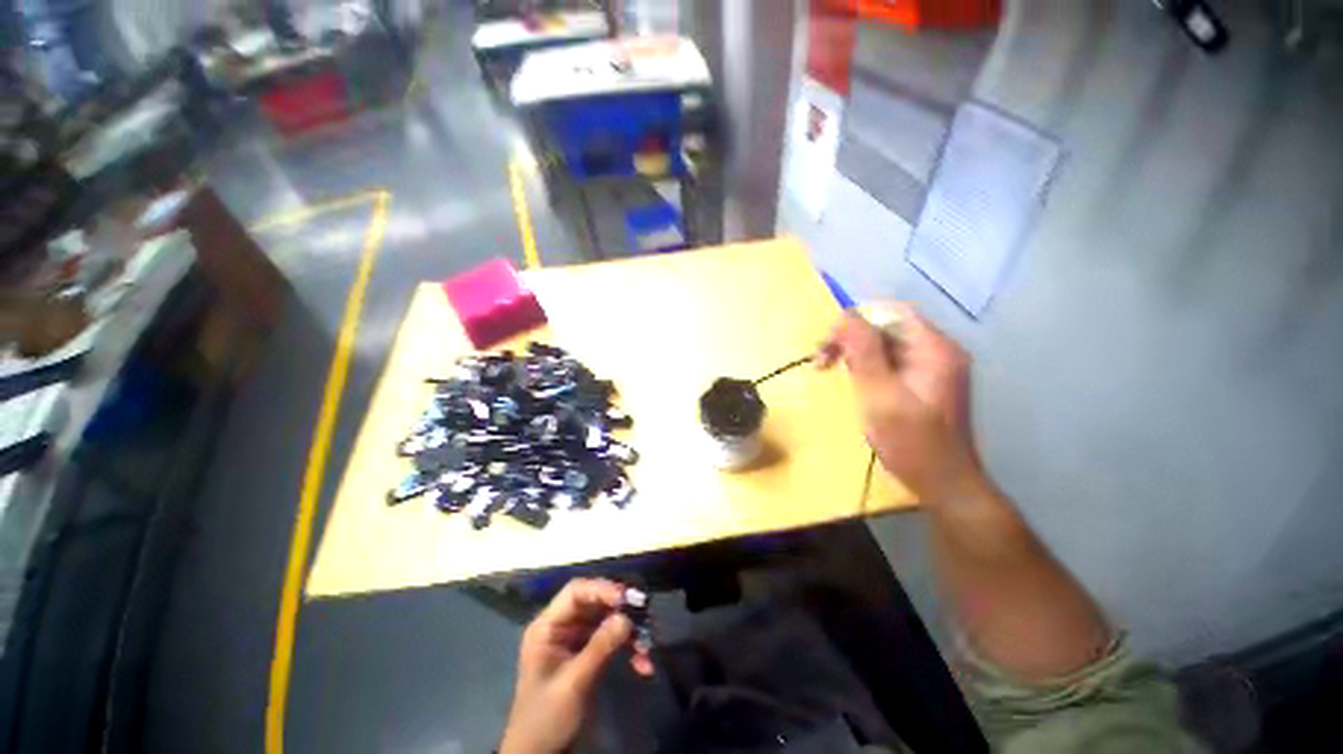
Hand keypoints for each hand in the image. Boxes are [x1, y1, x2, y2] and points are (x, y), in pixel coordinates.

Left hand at [500, 579, 653, 753]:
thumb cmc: (545, 717)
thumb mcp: (572, 683)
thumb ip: (599, 647)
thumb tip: (626, 617)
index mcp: (547, 626)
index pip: (576, 592)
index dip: (601, 589)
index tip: (626, 597)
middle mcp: (562, 626)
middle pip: (595, 604)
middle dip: (621, 610)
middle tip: (645, 615)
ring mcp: (576, 639)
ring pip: (607, 621)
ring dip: (629, 632)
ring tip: (647, 646)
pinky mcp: (588, 653)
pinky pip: (612, 640)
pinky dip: (628, 649)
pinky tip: (643, 664)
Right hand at [817, 304, 981, 501]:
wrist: (944, 484)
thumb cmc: (911, 443)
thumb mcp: (880, 395)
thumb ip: (864, 352)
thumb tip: (845, 316)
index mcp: (934, 348)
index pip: (890, 313)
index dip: (854, 321)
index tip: (827, 345)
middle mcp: (937, 350)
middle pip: (887, 326)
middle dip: (851, 338)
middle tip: (821, 361)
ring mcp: (932, 366)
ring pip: (885, 343)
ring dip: (855, 352)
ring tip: (830, 369)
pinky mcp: (923, 381)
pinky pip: (889, 360)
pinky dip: (866, 365)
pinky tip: (854, 380)